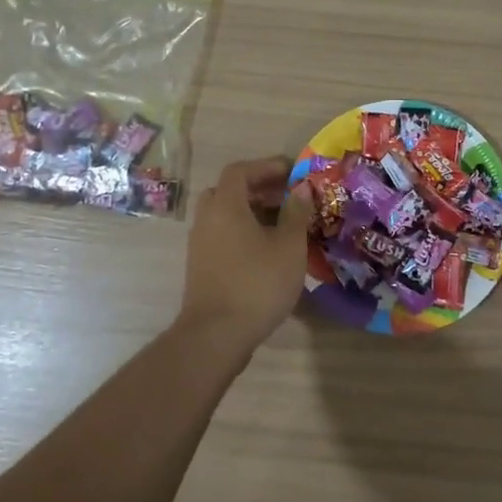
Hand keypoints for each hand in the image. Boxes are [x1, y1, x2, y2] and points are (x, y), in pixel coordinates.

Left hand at [176, 156, 309, 355]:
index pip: (241, 170)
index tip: (292, 171)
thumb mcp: (289, 246)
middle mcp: (207, 218)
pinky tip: (267, 249)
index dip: (266, 166)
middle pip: (229, 190)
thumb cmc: (257, 284)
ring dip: (251, 211)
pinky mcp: (201, 265)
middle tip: (287, 196)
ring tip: (282, 223)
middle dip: (259, 188)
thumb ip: (296, 213)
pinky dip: (243, 230)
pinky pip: (222, 234)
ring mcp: (200, 243)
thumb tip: (301, 188)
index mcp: (226, 206)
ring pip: (225, 214)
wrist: (216, 335)